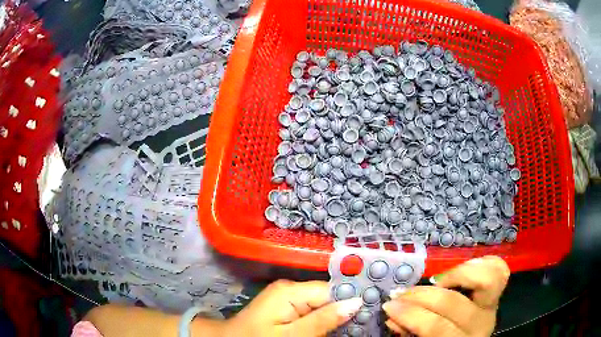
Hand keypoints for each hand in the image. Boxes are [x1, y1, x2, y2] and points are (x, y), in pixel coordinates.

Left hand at [221, 280, 362, 336]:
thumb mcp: (291, 335)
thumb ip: (322, 320)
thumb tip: (356, 302)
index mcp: (290, 291)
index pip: (331, 291)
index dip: (350, 301)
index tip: (368, 313)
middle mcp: (291, 288)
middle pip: (327, 296)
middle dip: (343, 310)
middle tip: (362, 323)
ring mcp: (288, 296)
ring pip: (321, 303)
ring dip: (334, 315)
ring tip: (352, 325)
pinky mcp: (286, 305)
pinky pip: (311, 309)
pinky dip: (322, 318)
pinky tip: (330, 327)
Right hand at [383, 256, 509, 336]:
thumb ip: (409, 332)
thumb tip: (391, 316)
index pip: (436, 327)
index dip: (411, 315)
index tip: (389, 306)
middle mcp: (480, 323)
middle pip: (453, 303)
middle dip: (421, 296)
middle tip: (401, 293)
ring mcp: (492, 306)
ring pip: (487, 279)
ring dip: (457, 274)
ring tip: (436, 280)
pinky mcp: (497, 293)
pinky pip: (499, 270)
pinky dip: (482, 263)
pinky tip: (463, 268)